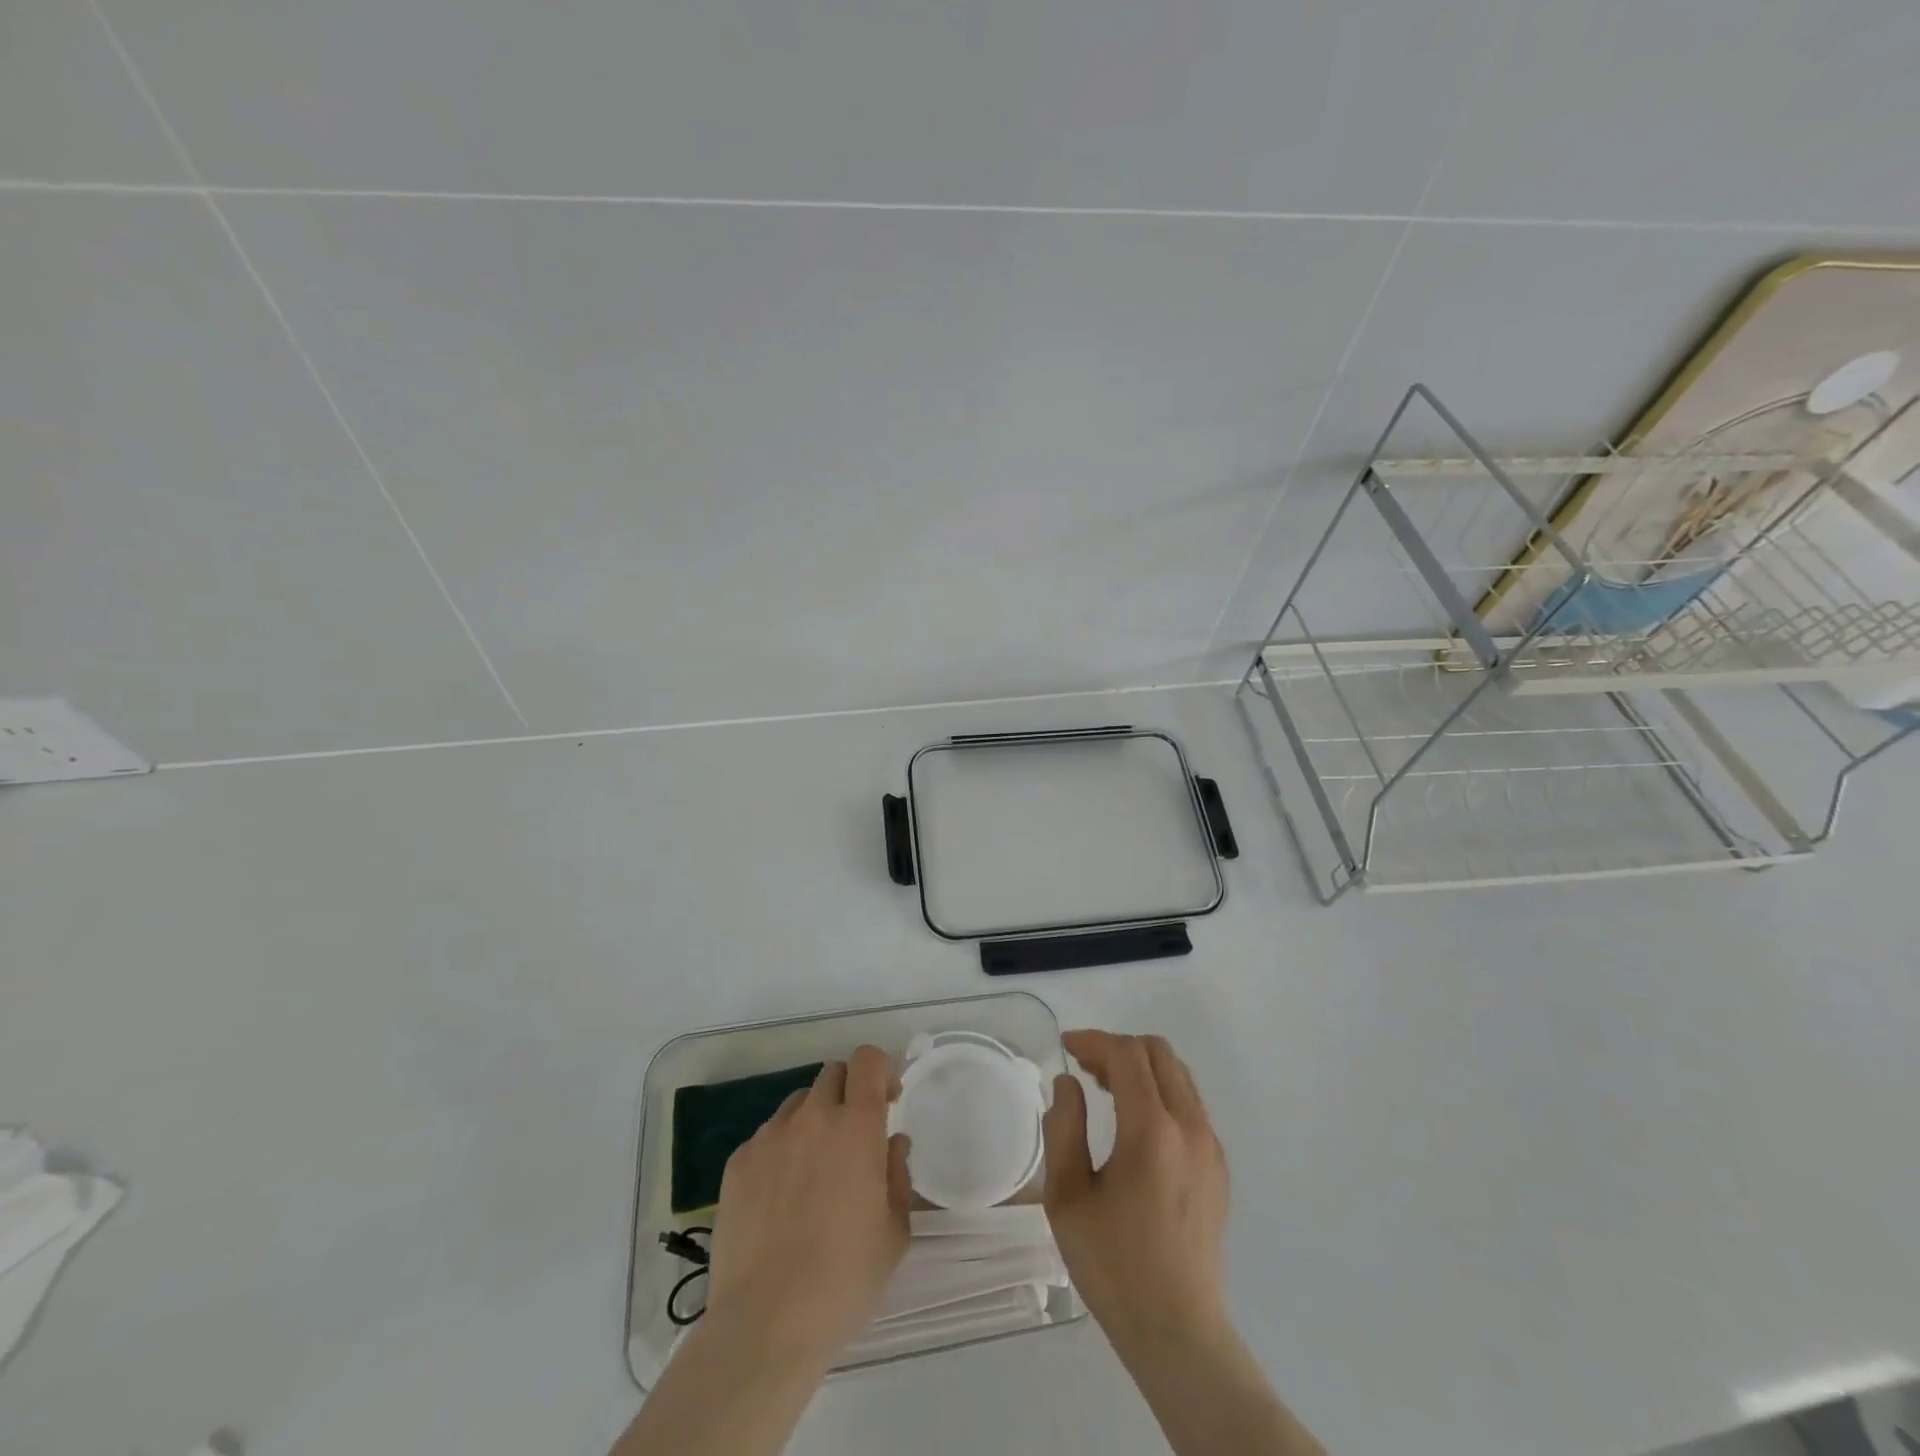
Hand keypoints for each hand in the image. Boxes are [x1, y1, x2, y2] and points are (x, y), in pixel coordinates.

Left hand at [704, 1046, 911, 1372]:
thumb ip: (897, 1176)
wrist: (765, 1324)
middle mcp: (812, 1118)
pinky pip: (767, 1138)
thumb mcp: (894, 1233)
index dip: (880, 1071)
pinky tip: (780, 1198)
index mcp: (856, 1128)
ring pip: (798, 1104)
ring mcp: (769, 1138)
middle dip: (849, 1094)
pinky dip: (781, 1151)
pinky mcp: (737, 1163)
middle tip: (853, 1137)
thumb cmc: (844, 1280)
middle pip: (832, 1074)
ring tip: (814, 1169)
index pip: (867, 1060)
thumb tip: (891, 1146)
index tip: (887, 1102)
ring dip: (814, 1121)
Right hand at [1043, 1030, 1230, 1347]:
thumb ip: (1064, 1128)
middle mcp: (1190, 1127)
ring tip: (1104, 1088)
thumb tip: (1069, 1085)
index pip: (1127, 1055)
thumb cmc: (1114, 1266)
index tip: (1066, 1048)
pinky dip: (1160, 1092)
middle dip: (1118, 1048)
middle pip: (1158, 1053)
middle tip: (1085, 1068)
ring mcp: (1210, 1147)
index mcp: (1152, 1131)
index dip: (1093, 1041)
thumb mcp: (1067, 1197)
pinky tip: (1134, 1123)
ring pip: (1178, 1075)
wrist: (1178, 1333)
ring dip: (1140, 1068)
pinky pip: (1190, 1104)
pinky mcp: (1218, 1167)